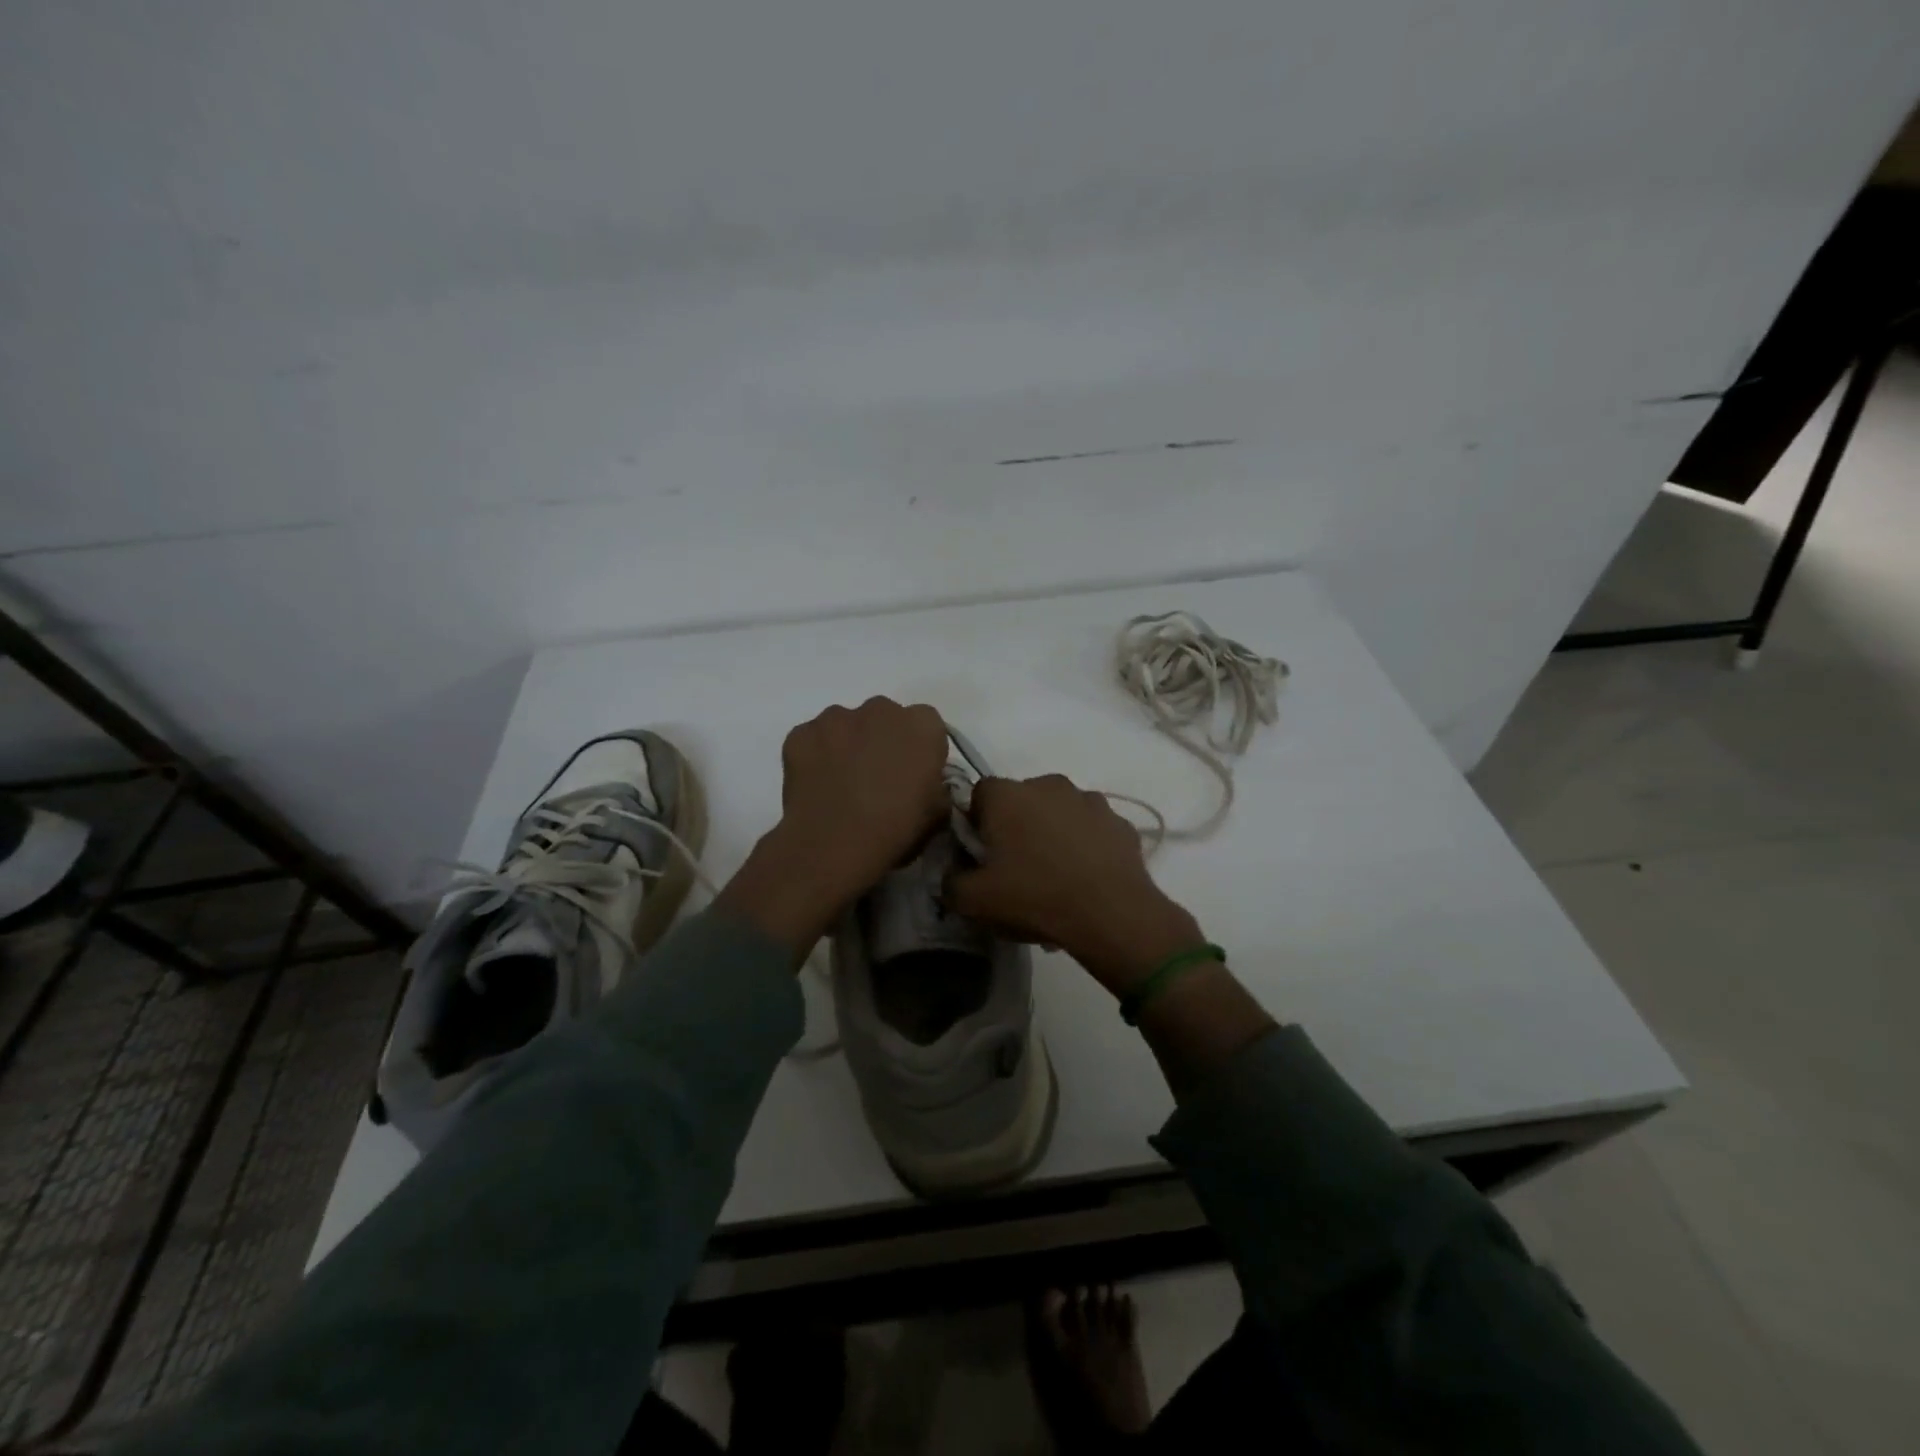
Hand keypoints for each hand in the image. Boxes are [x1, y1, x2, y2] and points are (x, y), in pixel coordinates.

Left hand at [778, 696, 950, 895]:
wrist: (835, 843)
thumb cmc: (896, 828)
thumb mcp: (937, 813)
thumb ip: (935, 785)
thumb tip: (924, 784)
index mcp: (922, 724)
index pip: (927, 725)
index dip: (919, 750)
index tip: (913, 775)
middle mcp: (880, 708)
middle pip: (884, 717)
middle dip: (882, 740)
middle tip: (876, 779)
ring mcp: (836, 717)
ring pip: (845, 725)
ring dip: (847, 745)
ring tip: (841, 784)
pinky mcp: (801, 732)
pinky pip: (812, 739)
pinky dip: (815, 756)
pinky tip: (816, 786)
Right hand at [946, 775, 1205, 995]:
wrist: (1111, 915)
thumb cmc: (1034, 898)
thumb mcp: (974, 902)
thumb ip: (951, 883)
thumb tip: (953, 874)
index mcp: (1007, 795)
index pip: (979, 795)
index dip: (977, 823)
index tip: (982, 854)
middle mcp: (1047, 785)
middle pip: (1021, 800)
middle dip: (1016, 826)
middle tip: (1017, 868)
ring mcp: (1089, 800)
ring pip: (1059, 811)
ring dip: (1053, 832)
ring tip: (1056, 876)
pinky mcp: (1120, 821)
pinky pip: (1092, 829)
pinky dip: (1086, 845)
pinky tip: (1086, 878)